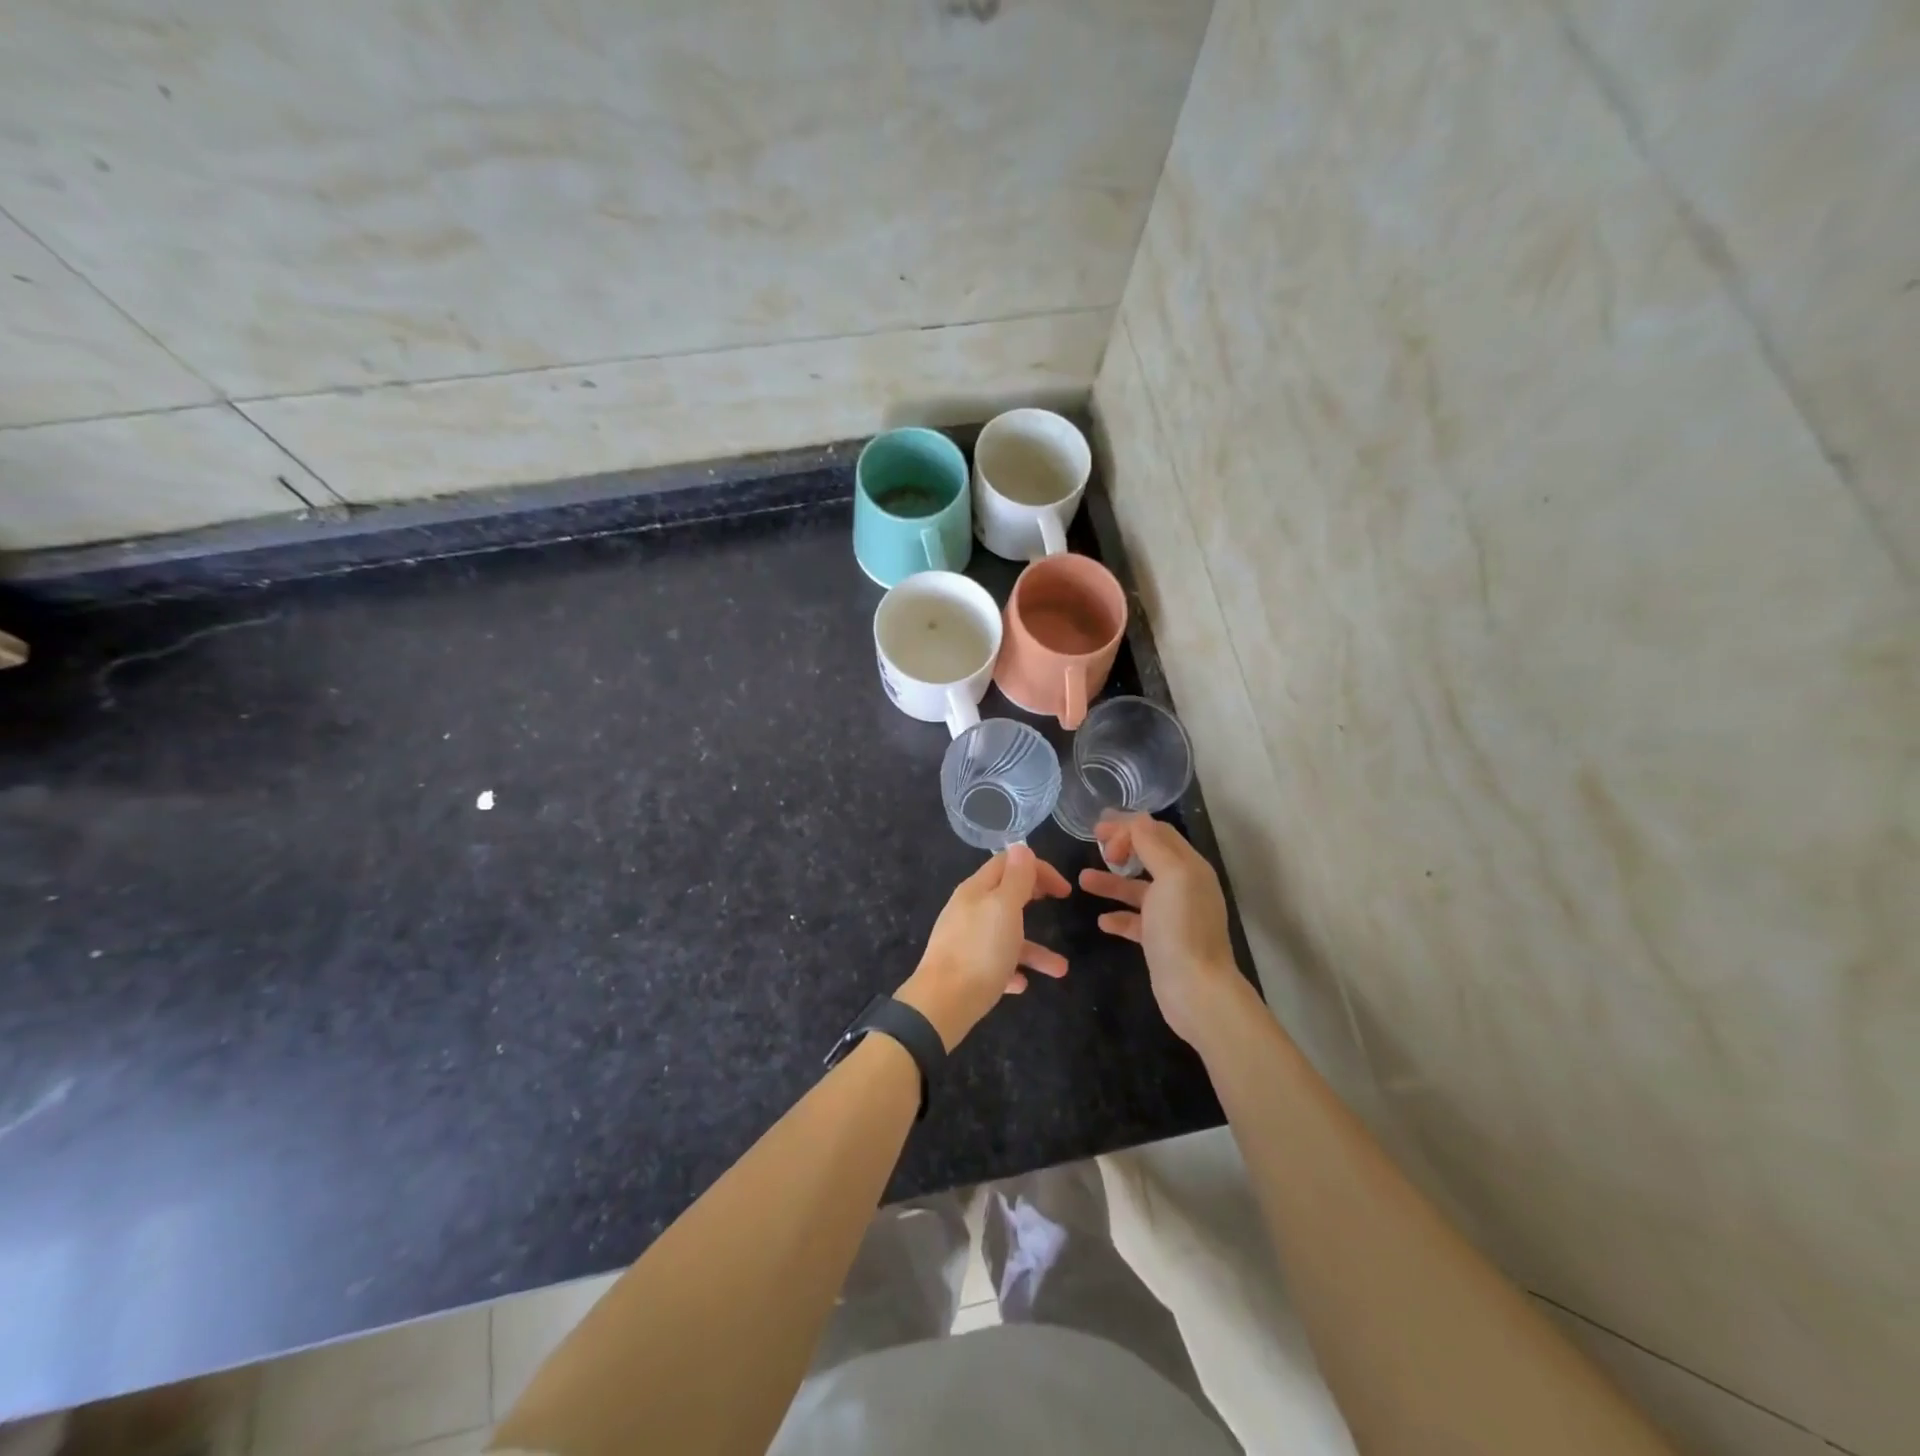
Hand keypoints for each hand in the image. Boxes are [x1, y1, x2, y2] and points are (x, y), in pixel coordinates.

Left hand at [897, 844, 1071, 1049]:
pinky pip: (994, 964)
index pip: (1007, 863)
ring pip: (1005, 936)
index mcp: (976, 890)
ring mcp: (964, 940)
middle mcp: (968, 910)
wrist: (942, 1004)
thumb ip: (1015, 878)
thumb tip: (1021, 846)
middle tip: (1059, 903)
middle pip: (1004, 895)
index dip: (1038, 868)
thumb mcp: (1004, 908)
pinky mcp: (964, 970)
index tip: (1064, 889)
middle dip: (1033, 896)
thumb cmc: (980, 951)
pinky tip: (1022, 984)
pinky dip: (1012, 969)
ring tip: (1060, 969)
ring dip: (1033, 949)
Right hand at [1081, 815, 1243, 1045]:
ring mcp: (1173, 915)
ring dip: (1112, 880)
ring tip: (1082, 880)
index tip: (1099, 833)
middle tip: (1095, 844)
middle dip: (1122, 846)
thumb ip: (1152, 845)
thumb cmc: (1181, 928)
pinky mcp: (1161, 941)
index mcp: (1189, 866)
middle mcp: (1184, 886)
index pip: (1157, 832)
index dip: (1129, 827)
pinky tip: (1102, 921)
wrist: (1196, 991)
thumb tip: (1135, 820)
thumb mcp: (1171, 876)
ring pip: (1138, 888)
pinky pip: (1136, 920)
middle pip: (1149, 855)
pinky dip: (1118, 916)